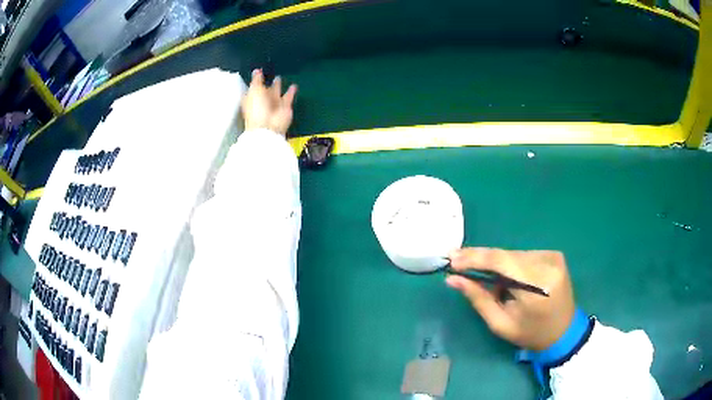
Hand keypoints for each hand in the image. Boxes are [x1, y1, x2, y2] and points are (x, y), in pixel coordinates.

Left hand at [241, 69, 297, 136]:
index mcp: (252, 98)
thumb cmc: (257, 109)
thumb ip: (256, 80)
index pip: (253, 88)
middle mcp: (262, 102)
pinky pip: (288, 97)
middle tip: (268, 75)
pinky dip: (291, 92)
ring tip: (279, 78)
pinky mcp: (285, 108)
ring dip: (278, 86)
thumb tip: (256, 70)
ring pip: (276, 93)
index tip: (258, 72)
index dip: (255, 80)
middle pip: (265, 91)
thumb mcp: (254, 90)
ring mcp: (274, 105)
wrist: (269, 127)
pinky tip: (294, 86)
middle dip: (266, 83)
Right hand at [446, 248, 574, 350]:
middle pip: (506, 255)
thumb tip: (453, 279)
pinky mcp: (554, 255)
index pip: (502, 262)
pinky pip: (523, 256)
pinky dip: (509, 264)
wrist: (563, 331)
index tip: (452, 259)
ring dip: (495, 263)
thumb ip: (479, 299)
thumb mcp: (501, 324)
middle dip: (480, 258)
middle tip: (455, 260)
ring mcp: (553, 257)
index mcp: (538, 287)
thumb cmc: (531, 334)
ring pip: (513, 254)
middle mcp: (548, 265)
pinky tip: (504, 276)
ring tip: (479, 272)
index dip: (475, 258)